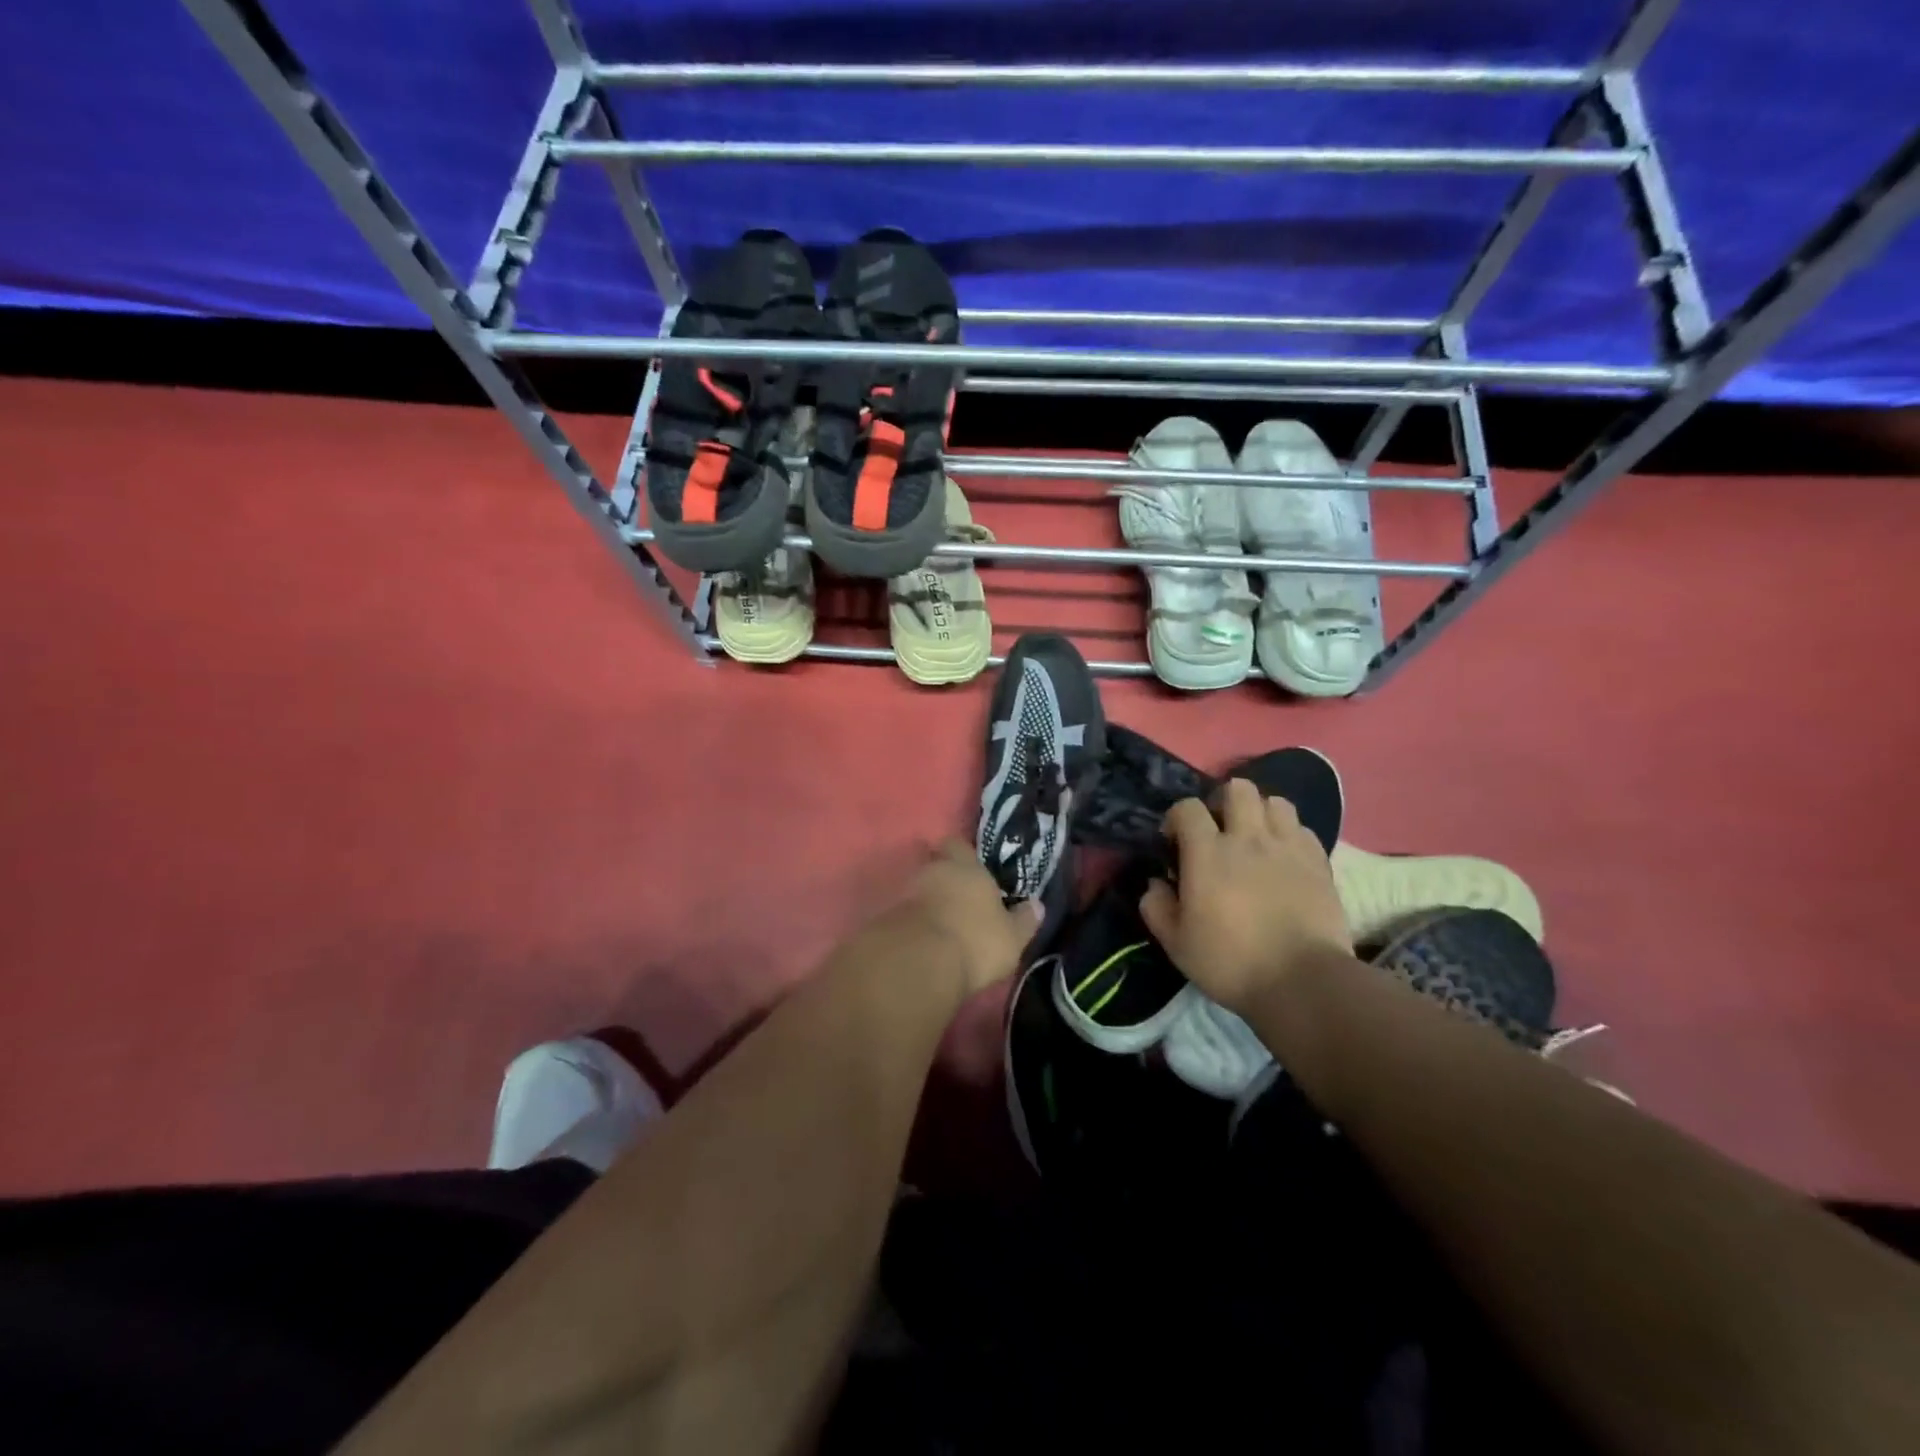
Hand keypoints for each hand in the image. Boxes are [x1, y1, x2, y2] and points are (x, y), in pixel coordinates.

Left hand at [888, 841, 1041, 996]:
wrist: (919, 963)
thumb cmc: (976, 942)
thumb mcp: (1012, 937)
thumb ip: (1024, 920)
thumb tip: (1037, 905)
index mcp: (966, 867)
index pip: (959, 844)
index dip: (962, 853)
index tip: (969, 866)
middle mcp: (933, 870)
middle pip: (933, 861)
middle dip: (941, 873)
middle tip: (955, 893)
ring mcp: (906, 891)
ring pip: (916, 885)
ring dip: (924, 897)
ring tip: (937, 917)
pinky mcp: (886, 916)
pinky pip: (902, 910)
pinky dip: (910, 918)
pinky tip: (920, 935)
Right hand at [1139, 779, 1352, 1015]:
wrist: (1302, 982)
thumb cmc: (1230, 962)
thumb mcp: (1176, 943)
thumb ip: (1156, 907)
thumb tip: (1155, 883)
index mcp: (1207, 852)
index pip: (1187, 807)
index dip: (1177, 817)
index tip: (1175, 841)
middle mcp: (1248, 838)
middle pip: (1237, 788)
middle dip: (1223, 801)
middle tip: (1219, 830)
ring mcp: (1287, 847)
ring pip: (1275, 802)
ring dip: (1261, 813)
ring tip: (1255, 838)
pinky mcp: (1319, 862)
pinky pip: (1303, 829)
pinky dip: (1290, 835)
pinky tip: (1284, 858)